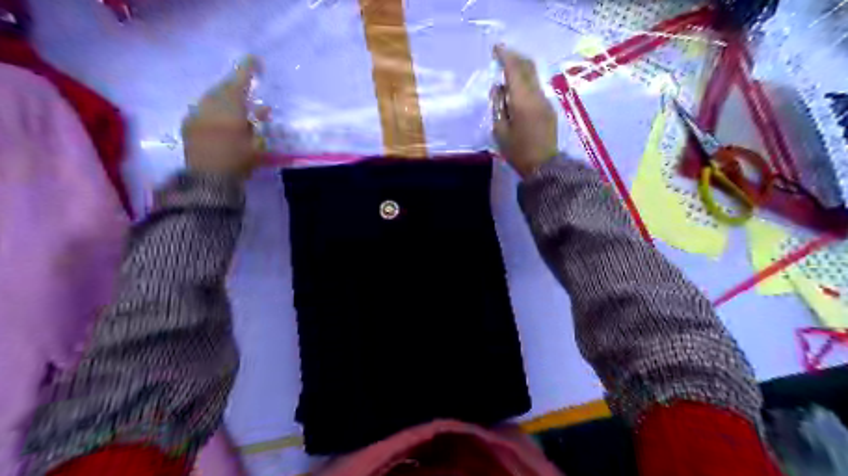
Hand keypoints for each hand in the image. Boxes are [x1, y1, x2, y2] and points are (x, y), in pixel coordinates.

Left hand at [183, 55, 267, 180]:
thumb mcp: (256, 145)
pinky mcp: (188, 125)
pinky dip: (214, 109)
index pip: (238, 83)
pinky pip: (203, 109)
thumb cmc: (238, 162)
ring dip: (225, 98)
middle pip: (223, 89)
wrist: (207, 181)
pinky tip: (220, 118)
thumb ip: (257, 125)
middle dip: (235, 86)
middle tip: (246, 87)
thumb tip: (262, 110)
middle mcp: (209, 107)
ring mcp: (196, 115)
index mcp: (229, 110)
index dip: (247, 70)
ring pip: (211, 98)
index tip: (255, 60)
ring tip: (236, 105)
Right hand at [487, 45, 561, 178]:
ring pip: (533, 76)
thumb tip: (499, 88)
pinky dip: (525, 81)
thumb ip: (498, 106)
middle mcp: (537, 95)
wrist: (544, 166)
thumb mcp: (500, 131)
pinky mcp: (548, 108)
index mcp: (523, 100)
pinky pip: (535, 87)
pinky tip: (516, 89)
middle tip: (501, 55)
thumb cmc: (518, 151)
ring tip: (506, 71)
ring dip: (520, 69)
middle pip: (527, 67)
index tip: (495, 49)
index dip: (505, 56)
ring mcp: (545, 101)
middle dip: (514, 57)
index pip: (515, 69)